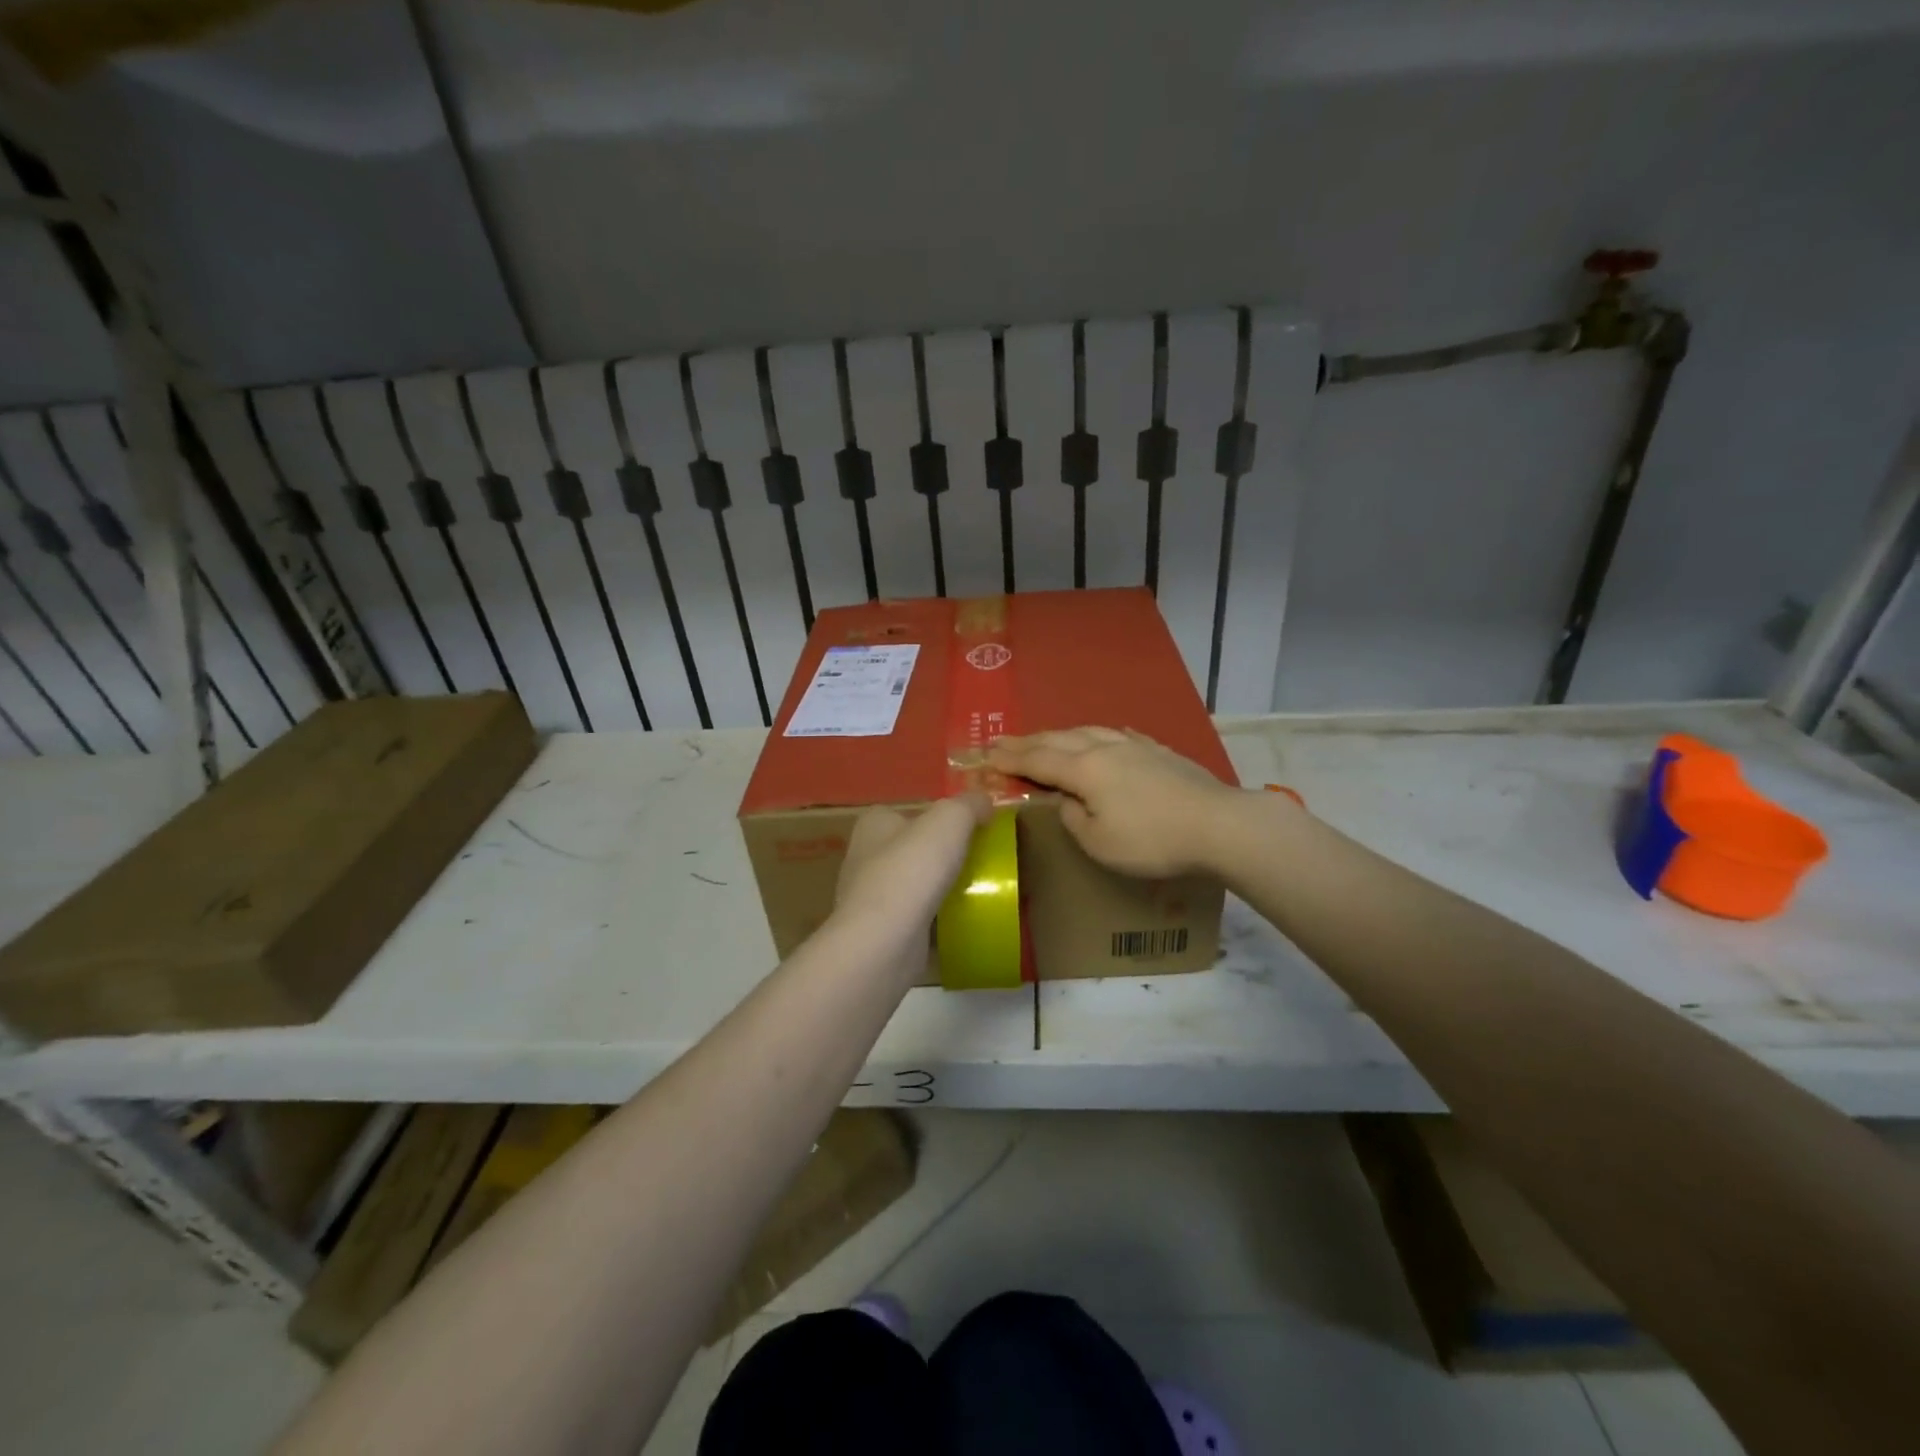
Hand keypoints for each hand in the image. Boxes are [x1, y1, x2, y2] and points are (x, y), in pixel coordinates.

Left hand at [834, 793, 990, 929]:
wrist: (885, 940)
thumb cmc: (913, 869)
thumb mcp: (950, 820)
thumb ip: (969, 805)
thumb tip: (984, 801)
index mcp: (874, 824)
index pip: (908, 812)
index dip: (937, 817)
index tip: (968, 829)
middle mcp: (864, 856)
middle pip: (910, 848)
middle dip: (938, 854)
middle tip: (977, 860)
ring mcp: (868, 898)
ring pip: (912, 884)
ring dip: (936, 888)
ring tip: (973, 892)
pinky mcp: (879, 931)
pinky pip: (913, 918)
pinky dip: (933, 919)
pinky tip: (957, 923)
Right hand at [989, 727, 1248, 877]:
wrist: (1219, 824)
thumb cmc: (1152, 840)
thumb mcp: (1099, 843)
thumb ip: (1073, 818)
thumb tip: (1066, 801)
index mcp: (1084, 770)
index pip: (1038, 760)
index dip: (1010, 758)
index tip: (986, 754)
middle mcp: (1105, 749)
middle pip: (1058, 740)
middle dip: (1027, 741)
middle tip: (1001, 740)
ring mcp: (1135, 746)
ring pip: (1088, 731)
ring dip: (1060, 734)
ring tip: (1046, 737)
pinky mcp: (1160, 751)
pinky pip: (1119, 735)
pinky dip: (1100, 734)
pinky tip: (1105, 734)